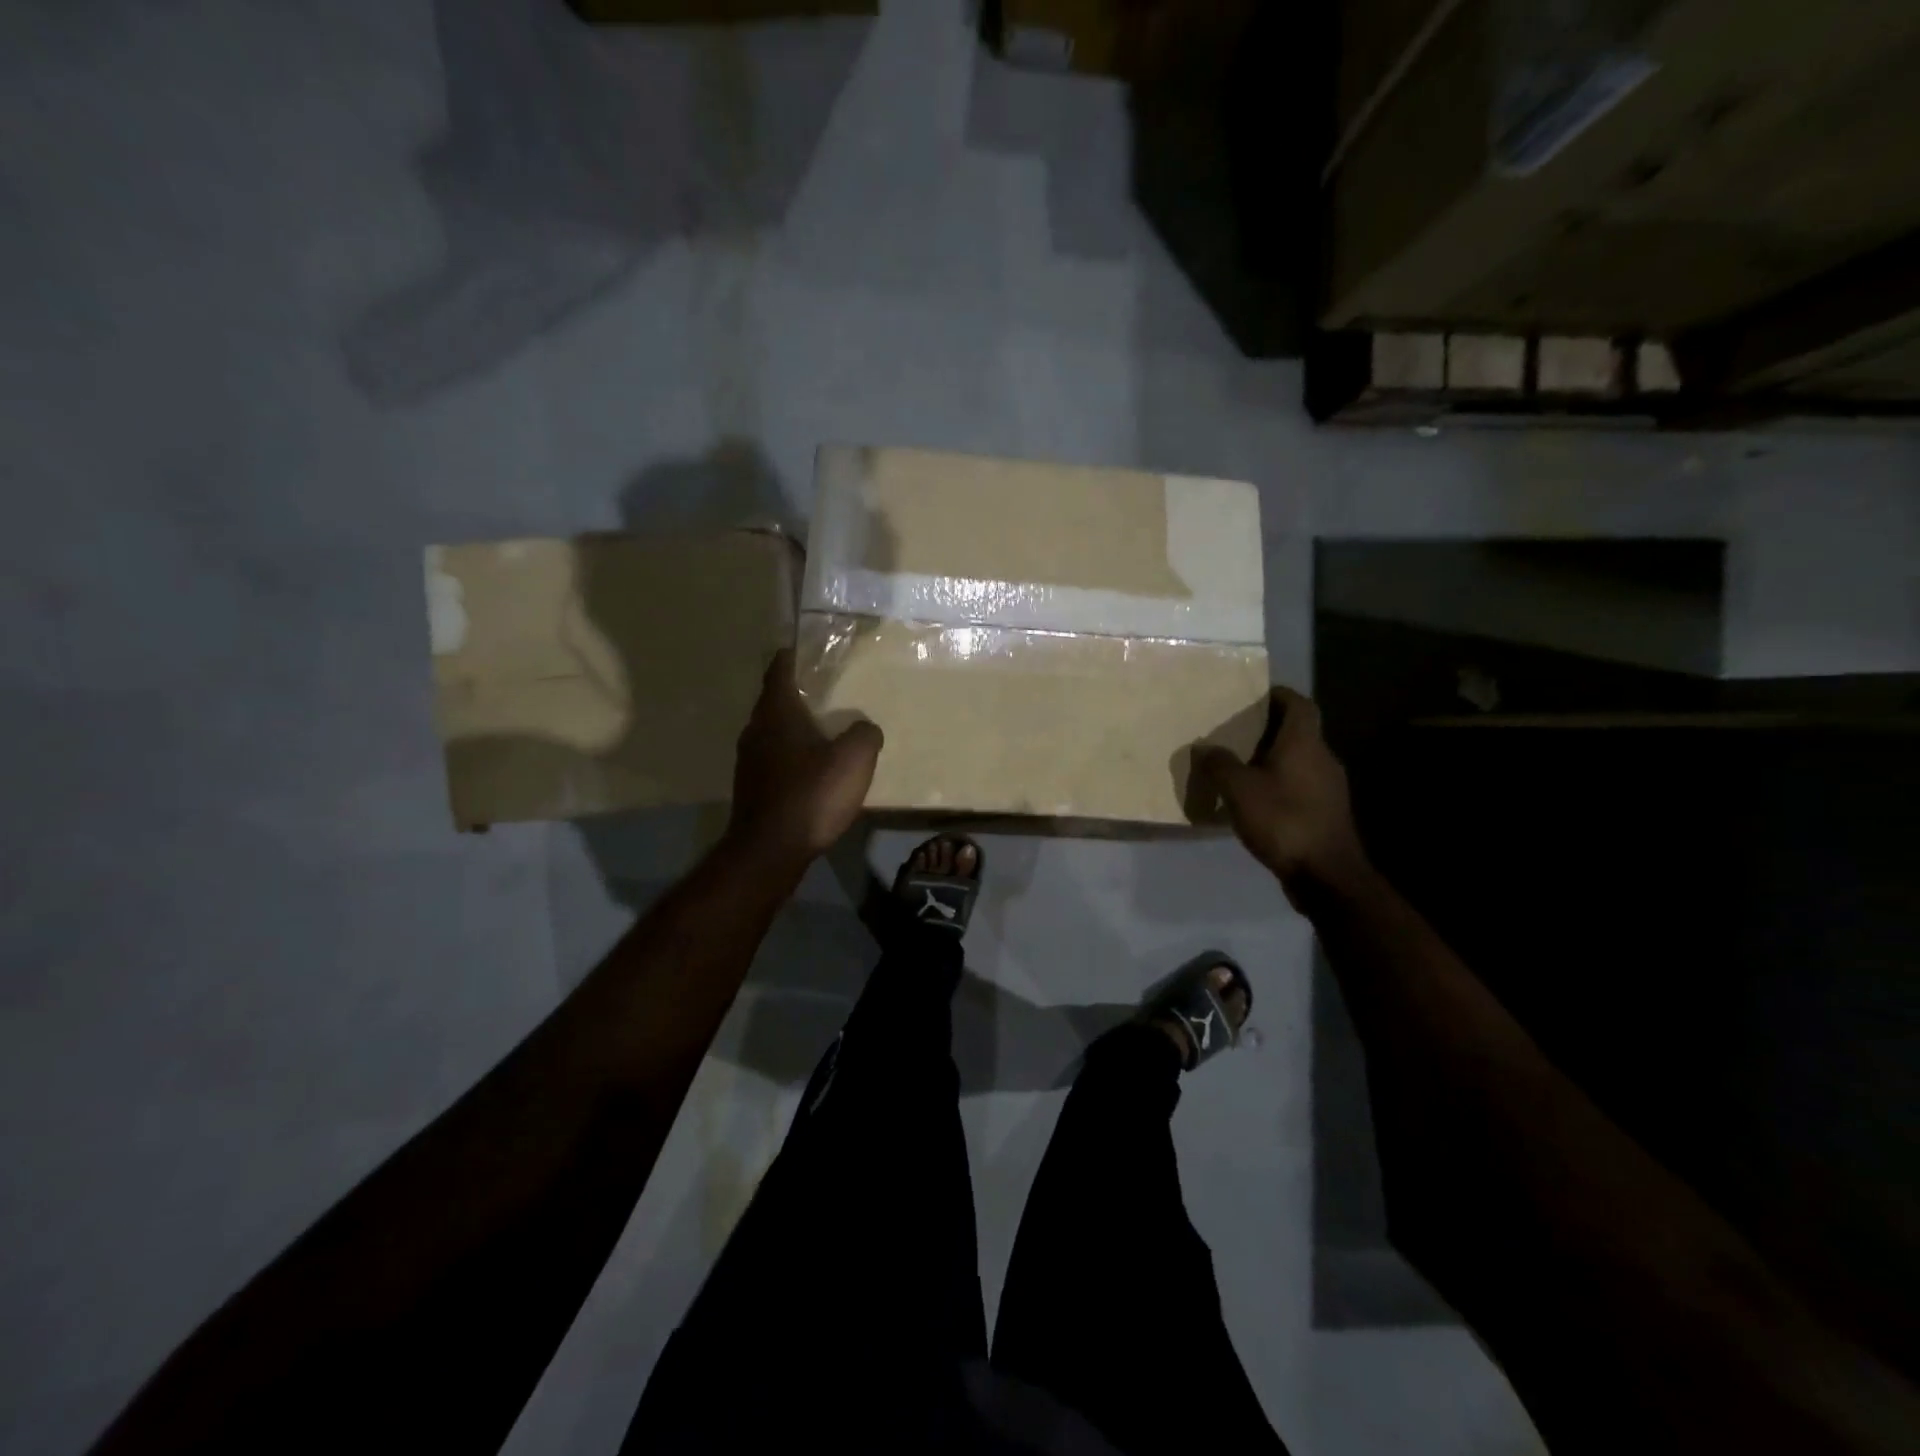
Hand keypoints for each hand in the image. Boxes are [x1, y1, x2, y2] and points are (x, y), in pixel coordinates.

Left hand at [727, 649, 882, 863]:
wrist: (769, 850)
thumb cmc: (811, 795)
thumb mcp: (854, 759)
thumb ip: (865, 734)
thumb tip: (864, 728)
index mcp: (777, 712)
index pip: (780, 669)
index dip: (793, 655)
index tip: (809, 649)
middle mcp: (756, 730)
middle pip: (775, 700)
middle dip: (799, 693)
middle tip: (829, 690)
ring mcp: (749, 761)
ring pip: (773, 731)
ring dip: (796, 727)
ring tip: (825, 730)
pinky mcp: (752, 788)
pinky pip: (774, 759)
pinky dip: (792, 755)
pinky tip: (813, 770)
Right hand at [1196, 686, 1368, 903]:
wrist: (1326, 875)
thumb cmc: (1283, 820)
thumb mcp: (1239, 790)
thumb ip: (1218, 765)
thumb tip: (1203, 747)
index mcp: (1305, 744)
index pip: (1299, 704)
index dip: (1278, 695)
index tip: (1253, 695)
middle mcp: (1322, 758)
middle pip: (1298, 732)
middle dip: (1268, 729)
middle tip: (1234, 732)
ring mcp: (1329, 788)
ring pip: (1298, 760)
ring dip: (1272, 759)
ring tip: (1239, 767)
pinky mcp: (1326, 813)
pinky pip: (1300, 786)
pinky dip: (1279, 784)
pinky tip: (1255, 801)